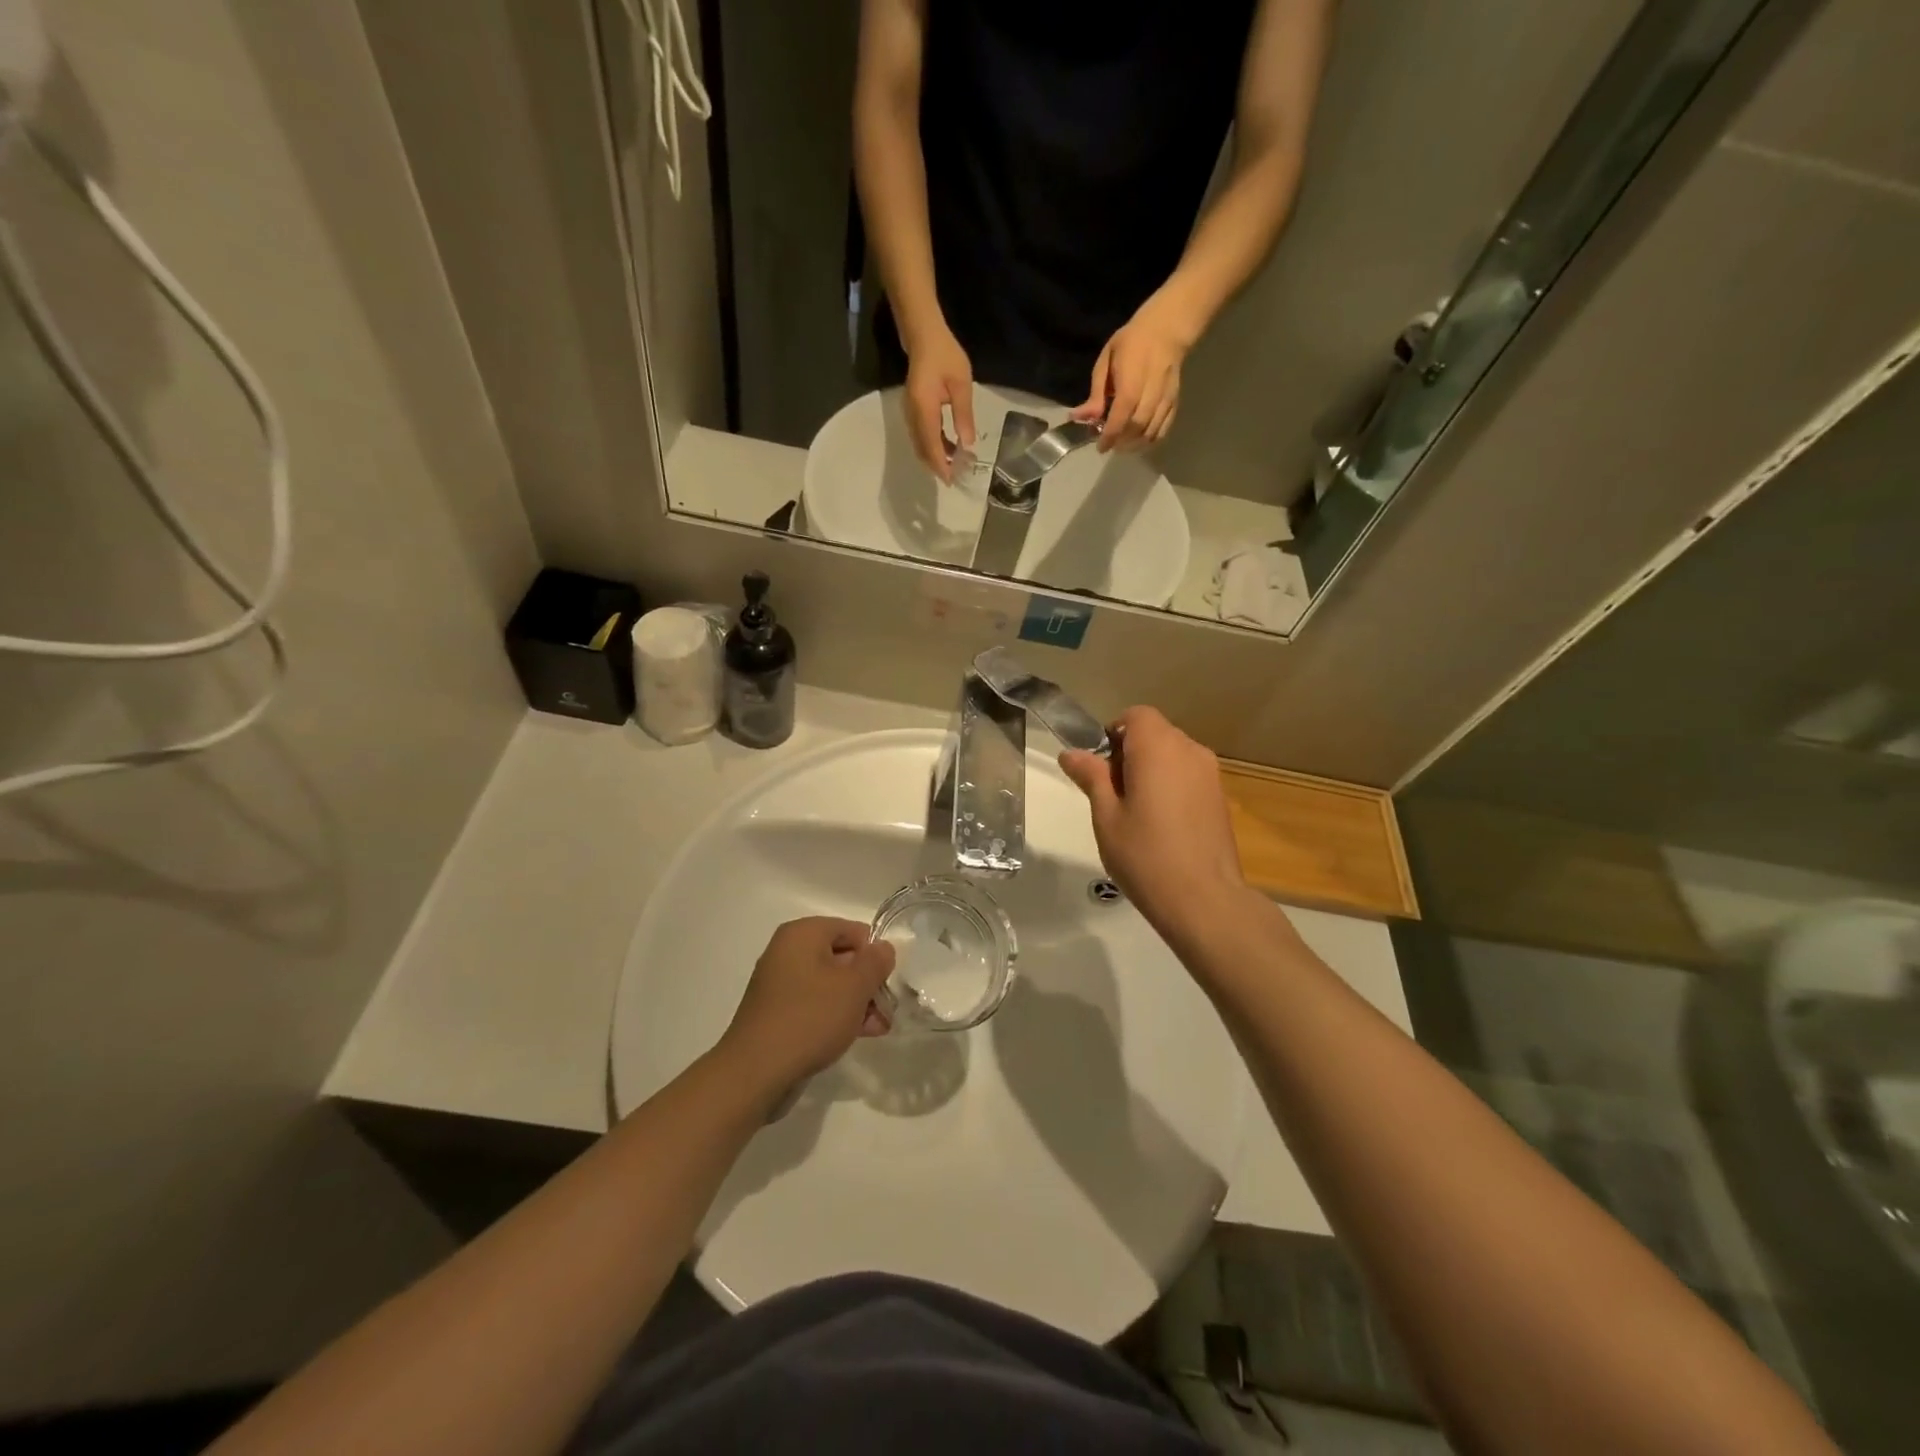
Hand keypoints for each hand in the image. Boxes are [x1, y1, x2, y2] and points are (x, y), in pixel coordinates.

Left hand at [718, 919, 896, 1095]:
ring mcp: (779, 983)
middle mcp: (787, 951)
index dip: (874, 954)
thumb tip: (883, 949)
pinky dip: (835, 1015)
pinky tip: (855, 1035)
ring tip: (877, 1028)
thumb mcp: (854, 987)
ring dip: (856, 1003)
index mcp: (803, 933)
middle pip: (842, 957)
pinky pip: (814, 1004)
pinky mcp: (776, 1012)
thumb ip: (876, 962)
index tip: (887, 982)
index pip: (852, 930)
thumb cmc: (810, 1018)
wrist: (756, 1072)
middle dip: (867, 983)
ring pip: (830, 984)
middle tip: (886, 1010)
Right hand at [903, 324, 975, 481]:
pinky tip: (949, 448)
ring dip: (936, 457)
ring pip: (921, 445)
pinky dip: (934, 447)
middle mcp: (912, 415)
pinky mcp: (912, 412)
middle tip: (956, 476)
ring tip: (956, 464)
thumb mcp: (961, 384)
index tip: (951, 480)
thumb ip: (964, 415)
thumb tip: (968, 444)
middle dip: (938, 466)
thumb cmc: (946, 356)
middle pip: (922, 450)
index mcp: (924, 408)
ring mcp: (910, 414)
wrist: (924, 336)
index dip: (940, 465)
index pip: (931, 445)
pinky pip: (921, 436)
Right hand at [1059, 707, 1245, 936]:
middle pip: (1155, 733)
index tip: (1100, 767)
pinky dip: (1171, 786)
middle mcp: (1189, 751)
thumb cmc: (1145, 855)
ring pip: (1173, 755)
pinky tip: (1161, 825)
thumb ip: (1091, 777)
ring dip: (1152, 770)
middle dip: (1130, 752)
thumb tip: (1071, 753)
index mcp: (1158, 748)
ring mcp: (1210, 774)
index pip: (1136, 716)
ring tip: (1136, 813)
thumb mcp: (1106, 816)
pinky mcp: (1220, 797)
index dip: (1114, 733)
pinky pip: (1188, 776)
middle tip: (1112, 794)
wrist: (1204, 900)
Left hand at [1073, 289, 1199, 452]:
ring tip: (1122, 445)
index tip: (1100, 447)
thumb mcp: (1106, 361)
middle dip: (1122, 441)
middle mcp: (1151, 390)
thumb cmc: (1132, 342)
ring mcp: (1166, 397)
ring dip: (1135, 444)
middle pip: (1137, 426)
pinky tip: (1139, 441)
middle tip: (1110, 444)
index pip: (1121, 414)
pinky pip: (1164, 428)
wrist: (1167, 328)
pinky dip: (1151, 439)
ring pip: (1152, 431)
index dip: (1110, 435)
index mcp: (1132, 379)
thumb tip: (1080, 417)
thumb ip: (1096, 393)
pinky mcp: (1175, 401)